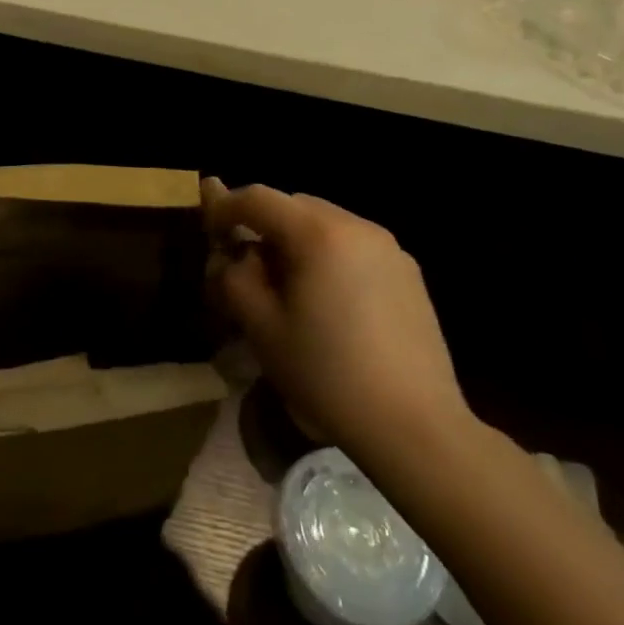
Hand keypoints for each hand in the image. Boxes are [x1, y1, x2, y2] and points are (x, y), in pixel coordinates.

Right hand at [203, 180, 471, 469]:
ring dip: (295, 241)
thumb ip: (234, 277)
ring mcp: (388, 248)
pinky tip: (327, 302)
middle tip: (244, 265)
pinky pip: (353, 246)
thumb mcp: (261, 326)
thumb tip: (233, 255)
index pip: (258, 198)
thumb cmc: (327, 374)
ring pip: (324, 224)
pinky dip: (327, 256)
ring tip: (285, 286)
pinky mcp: (408, 273)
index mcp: (318, 233)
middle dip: (262, 226)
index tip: (208, 233)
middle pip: (293, 205)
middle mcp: (356, 226)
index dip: (224, 209)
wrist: (415, 426)